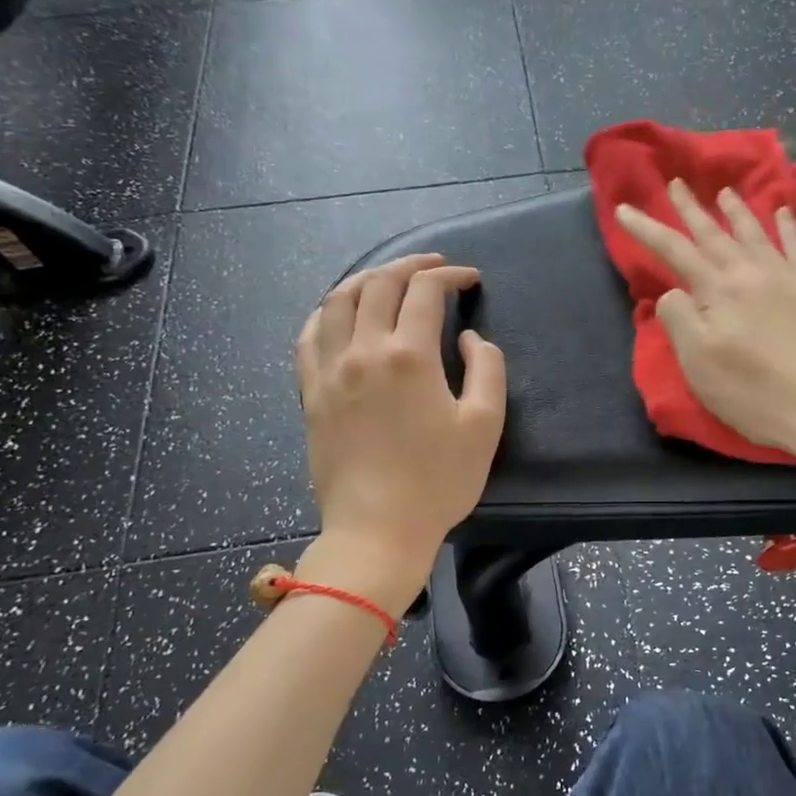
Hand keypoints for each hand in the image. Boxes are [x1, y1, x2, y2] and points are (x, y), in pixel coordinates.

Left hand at [297, 254, 505, 570]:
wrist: (378, 530)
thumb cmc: (439, 481)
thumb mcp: (485, 425)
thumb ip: (486, 369)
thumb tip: (468, 338)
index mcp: (408, 356)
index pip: (425, 291)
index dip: (451, 275)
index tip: (470, 279)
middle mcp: (363, 351)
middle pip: (379, 284)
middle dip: (410, 265)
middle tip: (434, 266)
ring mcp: (329, 371)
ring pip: (337, 301)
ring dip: (366, 279)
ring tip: (388, 278)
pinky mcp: (310, 393)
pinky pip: (308, 336)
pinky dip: (326, 312)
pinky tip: (339, 313)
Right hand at [617, 181, 795, 486]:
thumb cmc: (757, 393)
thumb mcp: (700, 365)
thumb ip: (679, 321)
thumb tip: (673, 293)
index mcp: (717, 292)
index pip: (674, 251)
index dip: (646, 229)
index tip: (624, 209)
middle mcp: (750, 272)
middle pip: (714, 233)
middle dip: (691, 209)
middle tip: (676, 183)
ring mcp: (788, 276)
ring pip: (756, 232)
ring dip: (737, 210)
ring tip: (725, 191)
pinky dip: (789, 226)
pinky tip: (784, 212)